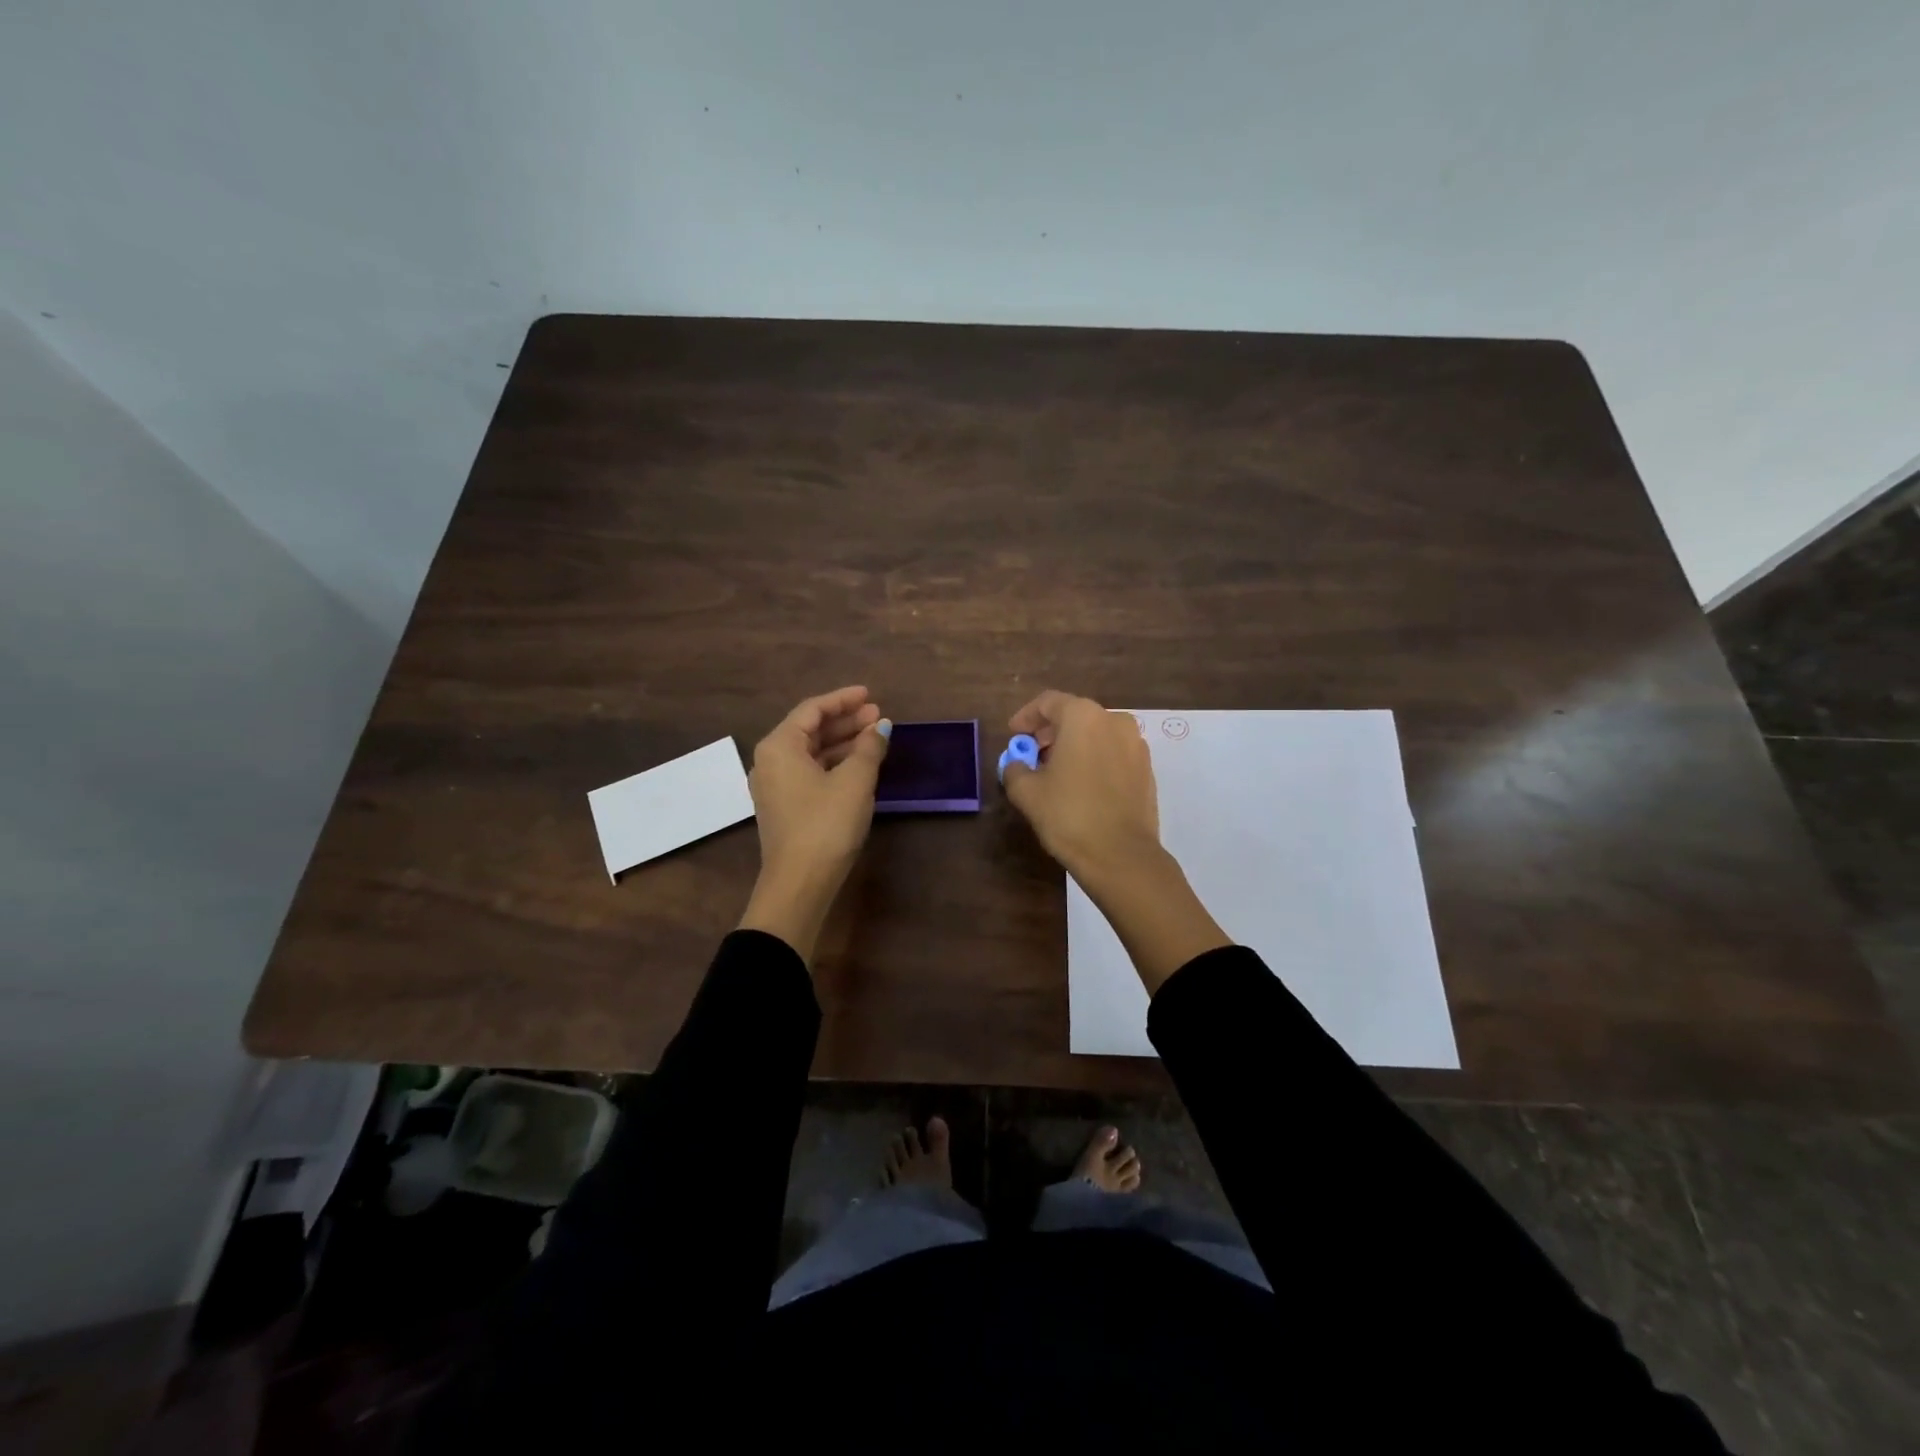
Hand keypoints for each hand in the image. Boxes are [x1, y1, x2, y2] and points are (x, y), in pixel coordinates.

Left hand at [738, 686, 890, 962]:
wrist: (800, 883)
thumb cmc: (826, 824)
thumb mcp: (855, 781)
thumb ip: (869, 747)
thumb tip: (881, 726)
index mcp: (779, 746)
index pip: (812, 709)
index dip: (843, 699)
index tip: (871, 695)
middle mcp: (770, 761)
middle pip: (810, 729)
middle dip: (845, 721)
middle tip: (879, 716)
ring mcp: (775, 786)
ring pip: (811, 752)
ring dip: (842, 743)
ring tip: (875, 738)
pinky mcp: (785, 807)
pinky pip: (810, 772)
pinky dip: (834, 764)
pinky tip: (859, 766)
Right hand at [1001, 690, 1160, 884]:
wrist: (1121, 855)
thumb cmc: (1069, 815)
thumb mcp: (1027, 792)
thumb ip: (1015, 769)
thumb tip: (1017, 765)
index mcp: (1083, 717)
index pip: (1048, 702)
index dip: (1026, 716)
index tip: (1014, 735)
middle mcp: (1114, 721)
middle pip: (1075, 715)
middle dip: (1050, 732)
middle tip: (1031, 753)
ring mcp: (1136, 745)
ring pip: (1097, 734)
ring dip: (1074, 745)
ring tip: (1056, 771)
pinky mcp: (1147, 769)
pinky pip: (1113, 753)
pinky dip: (1094, 759)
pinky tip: (1081, 785)